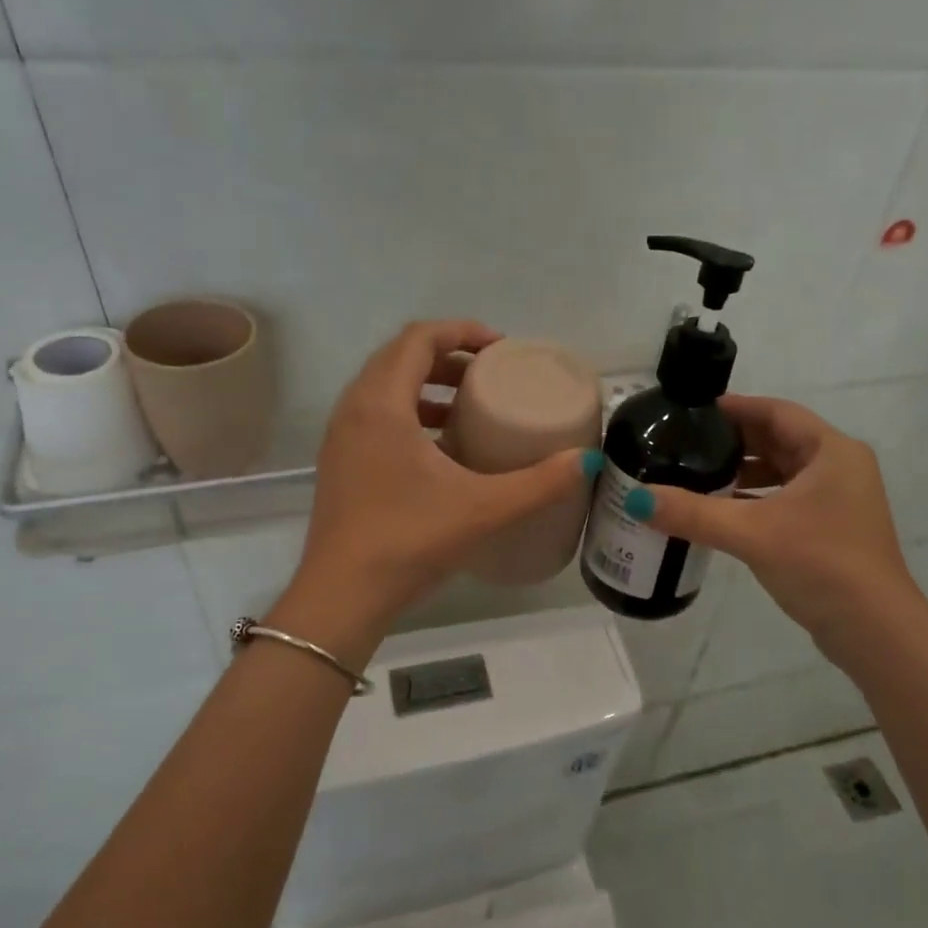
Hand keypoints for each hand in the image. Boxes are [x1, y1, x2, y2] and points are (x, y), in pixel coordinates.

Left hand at [289, 321, 595, 624]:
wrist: (342, 596)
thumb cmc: (409, 540)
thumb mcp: (483, 508)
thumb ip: (539, 484)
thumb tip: (587, 461)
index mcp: (381, 404)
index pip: (418, 339)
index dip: (461, 331)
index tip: (500, 348)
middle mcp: (354, 410)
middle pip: (400, 358)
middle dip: (448, 356)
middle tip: (490, 374)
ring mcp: (341, 439)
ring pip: (385, 389)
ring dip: (428, 386)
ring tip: (469, 407)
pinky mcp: (340, 465)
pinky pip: (376, 418)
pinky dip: (411, 414)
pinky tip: (442, 449)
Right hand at [640, 396, 914, 643]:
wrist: (874, 630)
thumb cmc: (820, 564)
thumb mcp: (751, 533)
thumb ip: (692, 513)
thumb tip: (637, 499)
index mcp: (831, 451)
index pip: (776, 412)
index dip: (735, 407)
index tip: (693, 411)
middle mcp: (839, 467)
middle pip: (779, 439)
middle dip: (734, 441)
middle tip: (686, 443)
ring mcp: (839, 500)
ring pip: (783, 472)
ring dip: (744, 473)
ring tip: (697, 475)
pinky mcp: (831, 529)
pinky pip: (787, 499)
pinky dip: (756, 499)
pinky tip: (722, 511)